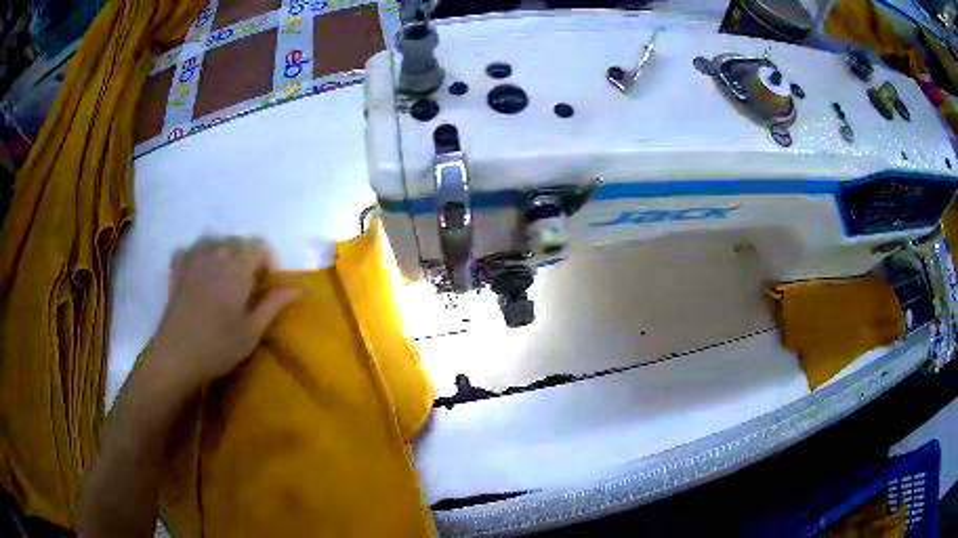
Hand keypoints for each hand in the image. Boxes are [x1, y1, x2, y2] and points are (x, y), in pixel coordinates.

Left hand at [148, 237, 299, 387]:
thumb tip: (299, 288)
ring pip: (214, 242)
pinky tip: (200, 272)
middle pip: (237, 242)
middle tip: (248, 286)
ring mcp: (193, 261)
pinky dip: (198, 255)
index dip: (267, 261)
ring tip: (225, 278)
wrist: (177, 356)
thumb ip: (274, 304)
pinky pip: (190, 250)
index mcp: (237, 269)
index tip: (267, 284)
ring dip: (224, 254)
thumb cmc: (218, 346)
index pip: (258, 245)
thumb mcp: (252, 331)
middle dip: (247, 258)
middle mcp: (215, 256)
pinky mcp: (177, 270)